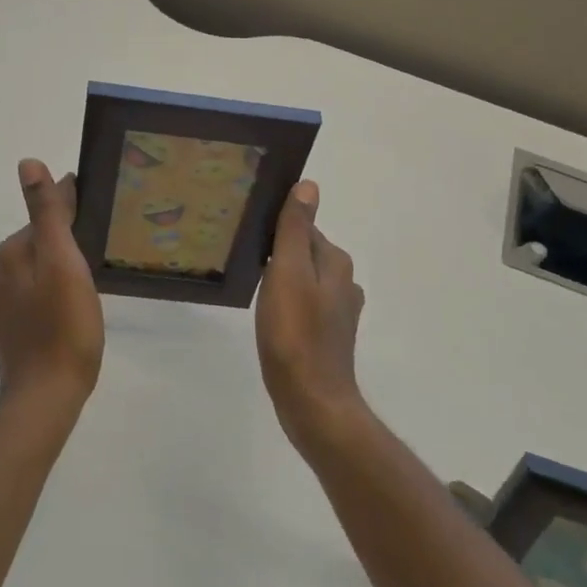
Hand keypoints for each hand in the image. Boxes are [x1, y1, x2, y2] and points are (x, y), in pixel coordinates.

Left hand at [0, 159, 104, 412]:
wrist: (46, 395)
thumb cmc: (63, 326)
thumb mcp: (62, 262)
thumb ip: (47, 213)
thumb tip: (27, 162)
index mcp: (12, 252)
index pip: (44, 215)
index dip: (70, 204)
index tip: (95, 198)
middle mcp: (0, 272)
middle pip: (40, 240)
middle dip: (65, 233)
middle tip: (101, 235)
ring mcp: (3, 302)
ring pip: (39, 266)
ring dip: (60, 261)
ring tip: (92, 268)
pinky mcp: (13, 326)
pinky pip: (37, 291)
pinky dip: (54, 286)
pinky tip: (73, 299)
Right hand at [255, 181, 367, 451]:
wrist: (312, 402)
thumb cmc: (295, 334)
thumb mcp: (288, 273)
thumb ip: (295, 229)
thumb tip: (309, 185)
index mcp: (335, 262)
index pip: (303, 228)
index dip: (276, 228)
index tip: (249, 234)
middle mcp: (343, 282)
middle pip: (305, 252)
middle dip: (279, 251)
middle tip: (244, 257)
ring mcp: (338, 312)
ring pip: (304, 279)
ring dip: (282, 278)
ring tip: (252, 285)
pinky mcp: (328, 336)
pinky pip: (304, 305)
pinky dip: (288, 303)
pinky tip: (269, 315)